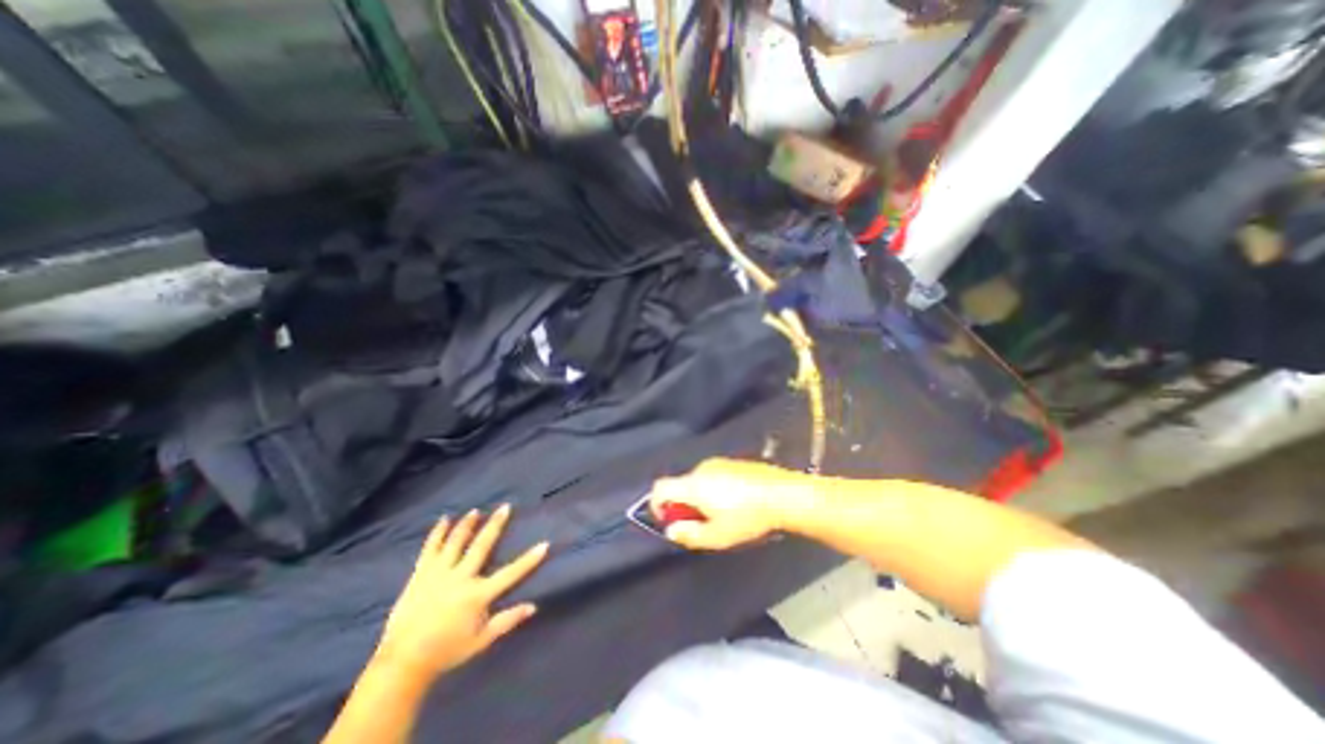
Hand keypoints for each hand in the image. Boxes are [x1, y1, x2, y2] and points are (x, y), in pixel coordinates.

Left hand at [377, 506, 549, 685]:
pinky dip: (438, 533)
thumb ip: (507, 621)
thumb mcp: (481, 641)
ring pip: (456, 542)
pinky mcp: (421, 574)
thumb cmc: (446, 651)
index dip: (529, 559)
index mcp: (478, 595)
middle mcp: (461, 578)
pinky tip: (444, 520)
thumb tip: (533, 607)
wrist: (402, 663)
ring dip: (467, 524)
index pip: (511, 573)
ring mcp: (439, 574)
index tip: (544, 544)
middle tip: (505, 507)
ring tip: (475, 511)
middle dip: (495, 525)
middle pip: (482, 546)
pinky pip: (430, 549)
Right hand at [646, 456, 813, 550]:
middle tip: (701, 524)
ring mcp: (719, 462)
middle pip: (681, 485)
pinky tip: (735, 502)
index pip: (660, 487)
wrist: (782, 494)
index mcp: (693, 485)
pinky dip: (713, 489)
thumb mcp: (717, 536)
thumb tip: (672, 530)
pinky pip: (713, 475)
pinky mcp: (733, 462)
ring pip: (698, 481)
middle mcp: (702, 468)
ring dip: (700, 497)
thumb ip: (689, 534)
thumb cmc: (747, 518)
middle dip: (683, 505)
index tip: (668, 520)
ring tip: (721, 514)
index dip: (657, 504)